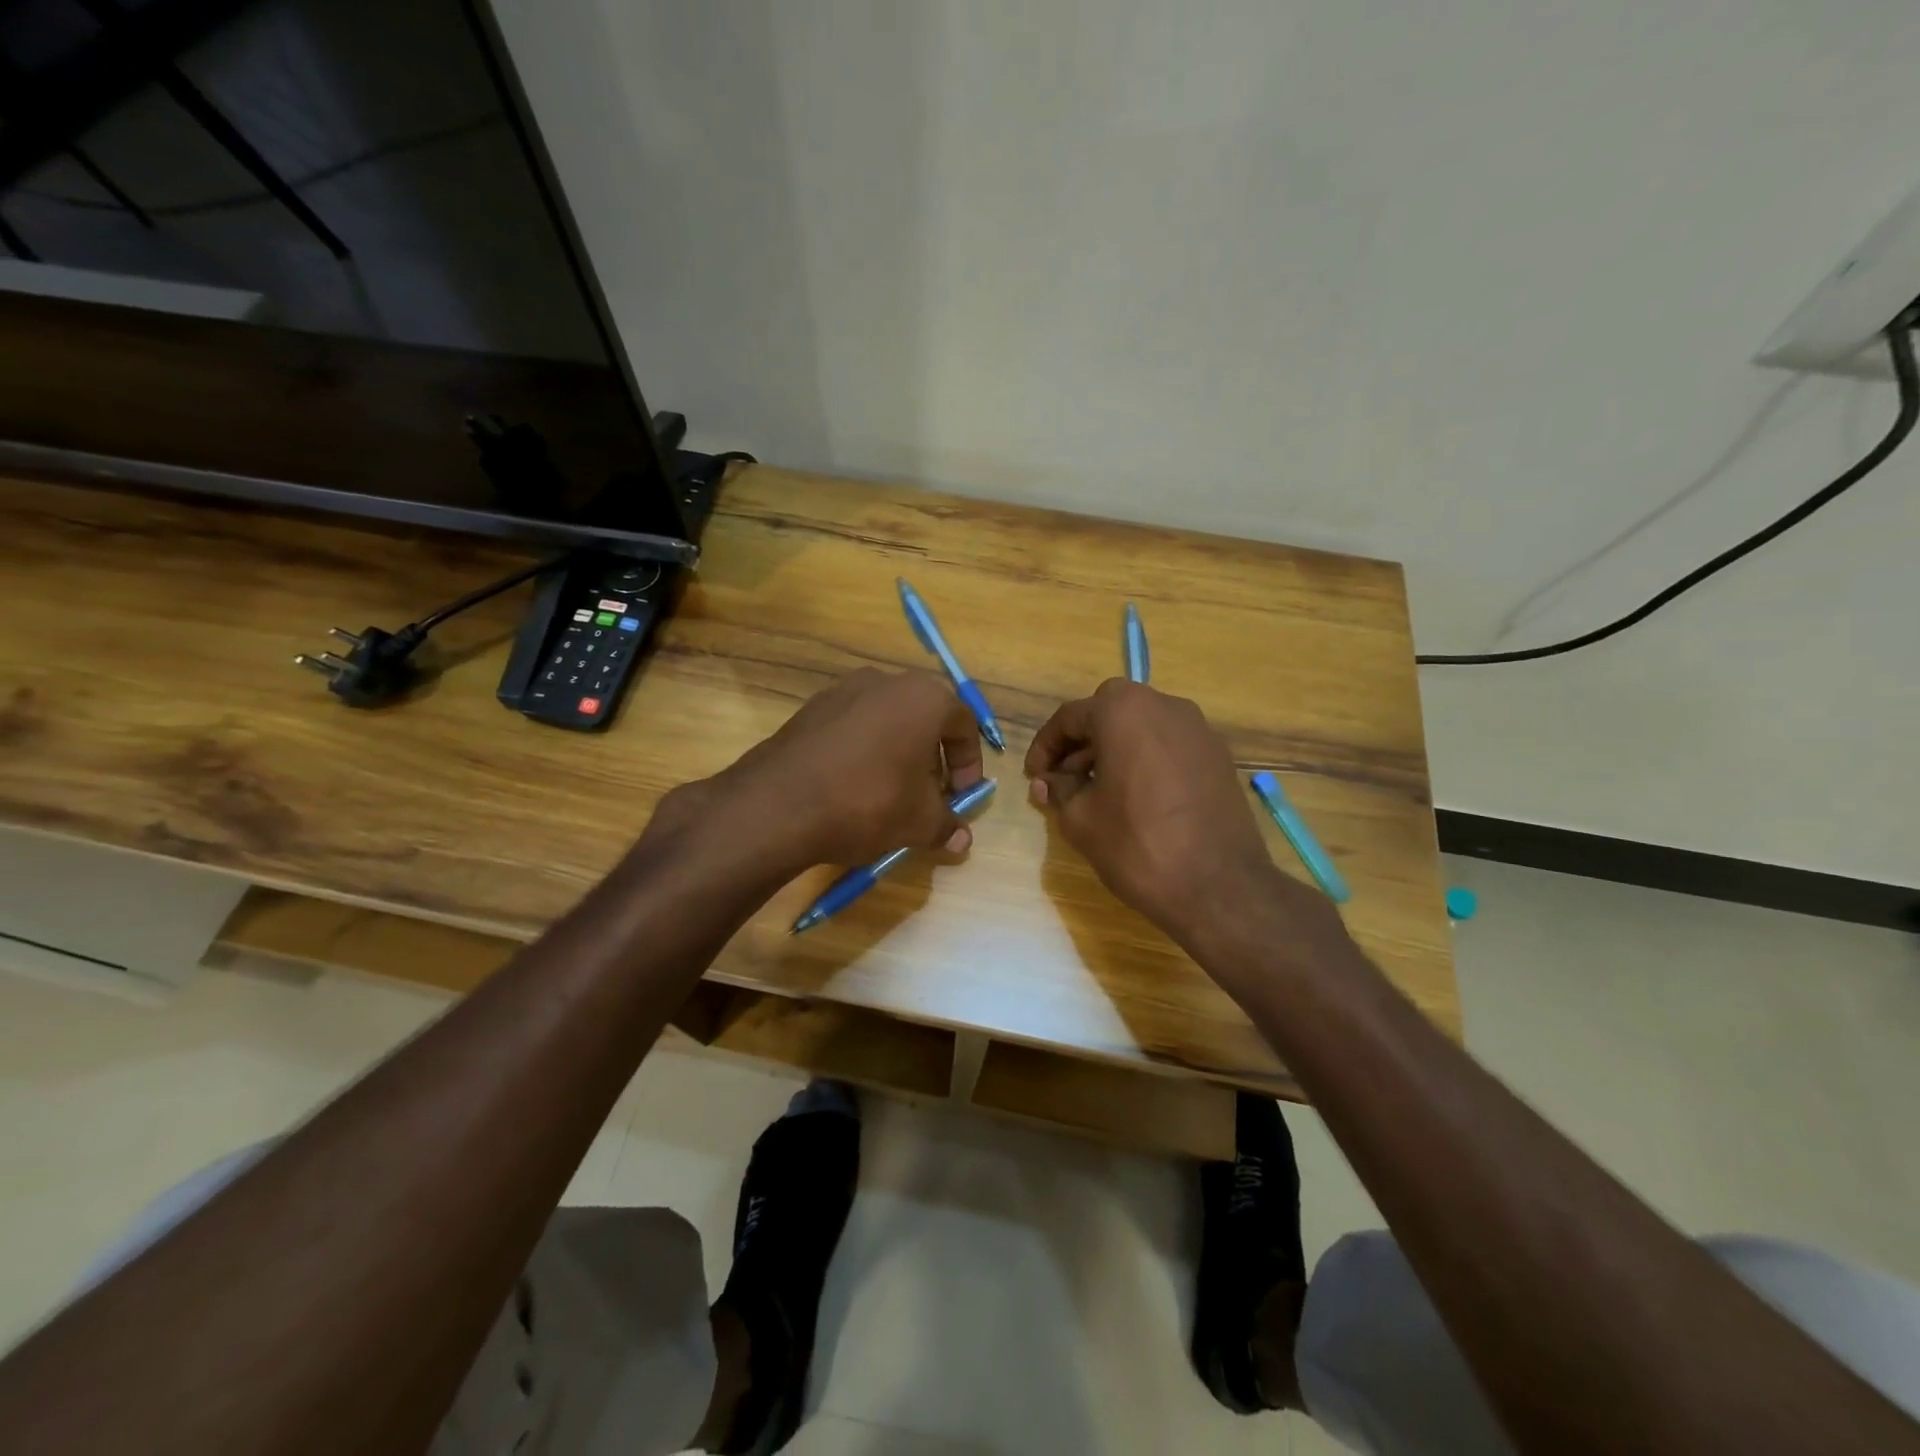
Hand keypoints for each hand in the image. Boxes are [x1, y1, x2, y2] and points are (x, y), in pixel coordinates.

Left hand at [689, 668, 985, 874]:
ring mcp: (844, 689)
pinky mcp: (811, 707)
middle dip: (934, 755)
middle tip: (930, 792)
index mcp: (925, 698)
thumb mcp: (918, 822)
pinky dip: (864, 748)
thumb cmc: (868, 802)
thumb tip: (961, 841)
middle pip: (925, 716)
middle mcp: (887, 681)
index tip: (962, 796)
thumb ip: (946, 825)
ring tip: (891, 790)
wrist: (778, 804)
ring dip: (898, 750)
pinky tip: (853, 784)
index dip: (969, 763)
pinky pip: (853, 725)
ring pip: (887, 718)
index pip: (964, 724)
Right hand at [1025, 679, 1307, 952]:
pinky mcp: (1218, 755)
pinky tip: (1137, 796)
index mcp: (1122, 712)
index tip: (1034, 777)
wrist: (1218, 886)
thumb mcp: (1080, 819)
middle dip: (1082, 740)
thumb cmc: (1137, 846)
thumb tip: (1046, 781)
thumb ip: (1058, 790)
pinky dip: (1146, 758)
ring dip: (1114, 747)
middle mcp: (1163, 706)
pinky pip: (1169, 744)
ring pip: (1142, 725)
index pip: (1069, 717)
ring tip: (1099, 789)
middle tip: (1066, 777)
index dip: (1045, 747)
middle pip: (1109, 710)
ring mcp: (1198, 729)